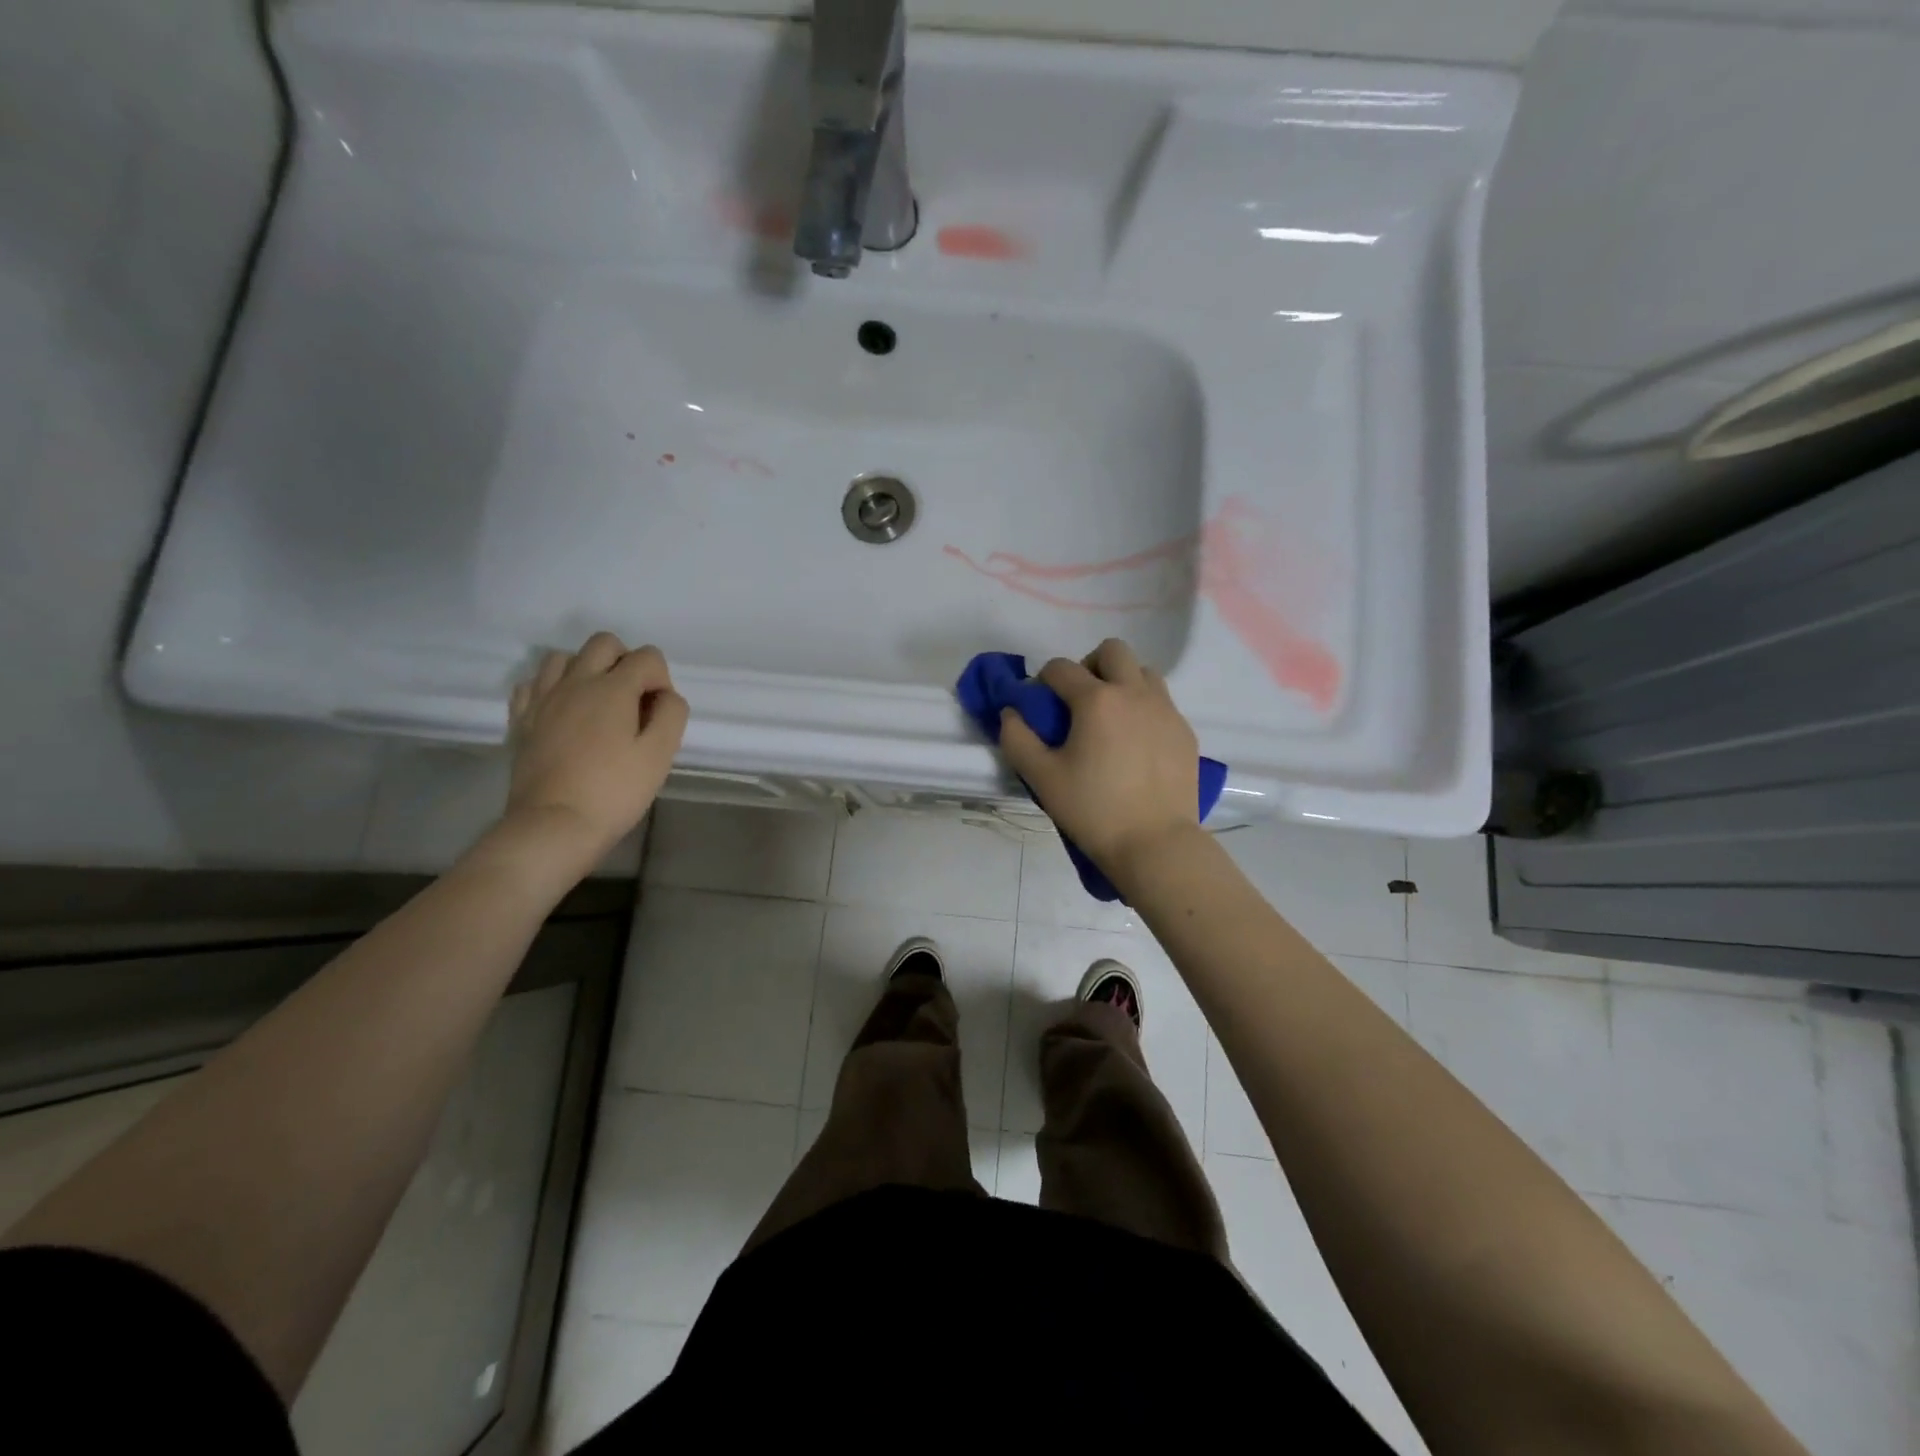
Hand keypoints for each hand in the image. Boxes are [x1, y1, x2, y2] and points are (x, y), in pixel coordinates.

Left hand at [500, 633, 688, 870]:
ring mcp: (543, 698)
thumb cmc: (614, 791)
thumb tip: (665, 696)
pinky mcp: (522, 718)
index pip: (647, 656)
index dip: (662, 680)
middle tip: (632, 701)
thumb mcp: (660, 755)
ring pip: (564, 656)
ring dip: (586, 669)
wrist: (553, 825)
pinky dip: (553, 687)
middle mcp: (576, 681)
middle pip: (604, 643)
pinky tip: (564, 711)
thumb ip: (671, 715)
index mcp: (613, 688)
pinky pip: (534, 682)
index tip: (659, 714)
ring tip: (597, 703)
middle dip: (626, 661)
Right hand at [996, 638, 1202, 880]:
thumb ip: (1017, 739)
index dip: (1043, 680)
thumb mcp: (1042, 778)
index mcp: (1097, 700)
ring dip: (1122, 682)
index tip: (1040, 705)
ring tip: (1111, 719)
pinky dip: (1144, 709)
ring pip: (1143, 672)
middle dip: (1089, 665)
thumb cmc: (1093, 810)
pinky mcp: (1185, 731)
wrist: (1156, 843)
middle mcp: (1134, 693)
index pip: (1061, 668)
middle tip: (1079, 702)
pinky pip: (1162, 702)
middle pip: (1112, 650)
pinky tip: (1135, 745)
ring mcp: (1166, 710)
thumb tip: (1011, 713)